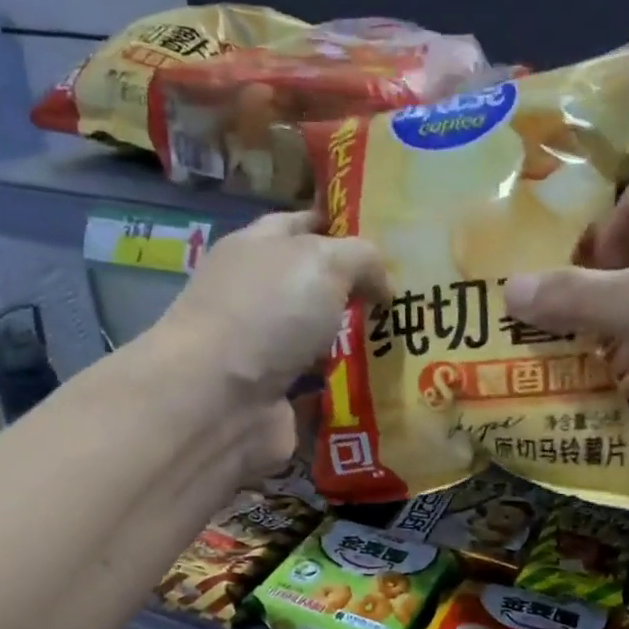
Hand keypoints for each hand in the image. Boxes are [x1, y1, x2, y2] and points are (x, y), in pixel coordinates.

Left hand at [159, 208, 388, 396]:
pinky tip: (386, 391)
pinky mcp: (277, 403)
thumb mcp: (323, 261)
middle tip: (411, 298)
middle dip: (359, 294)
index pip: (302, 225)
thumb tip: (383, 285)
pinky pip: (323, 394)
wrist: (218, 402)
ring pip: (322, 345)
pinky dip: (349, 395)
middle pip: (315, 290)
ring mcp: (266, 355)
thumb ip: (362, 259)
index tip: (388, 236)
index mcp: (256, 250)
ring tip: (409, 347)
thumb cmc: (267, 313)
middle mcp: (258, 300)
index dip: (341, 226)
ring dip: (358, 348)